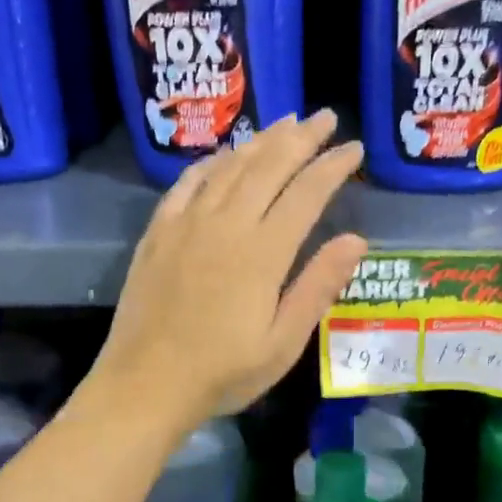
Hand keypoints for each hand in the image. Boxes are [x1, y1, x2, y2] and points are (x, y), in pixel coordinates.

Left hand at [89, 111, 367, 430]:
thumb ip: (318, 286)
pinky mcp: (159, 232)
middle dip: (301, 137)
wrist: (146, 384)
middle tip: (325, 117)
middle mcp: (226, 224)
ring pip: (230, 167)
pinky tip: (224, 155)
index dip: (333, 167)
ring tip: (285, 122)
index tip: (354, 148)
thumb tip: (355, 239)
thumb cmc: (223, 372)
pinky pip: (188, 183)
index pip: (306, 193)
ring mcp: (187, 224)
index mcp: (262, 252)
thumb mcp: (283, 343)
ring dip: (260, 140)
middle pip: (269, 166)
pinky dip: (212, 162)